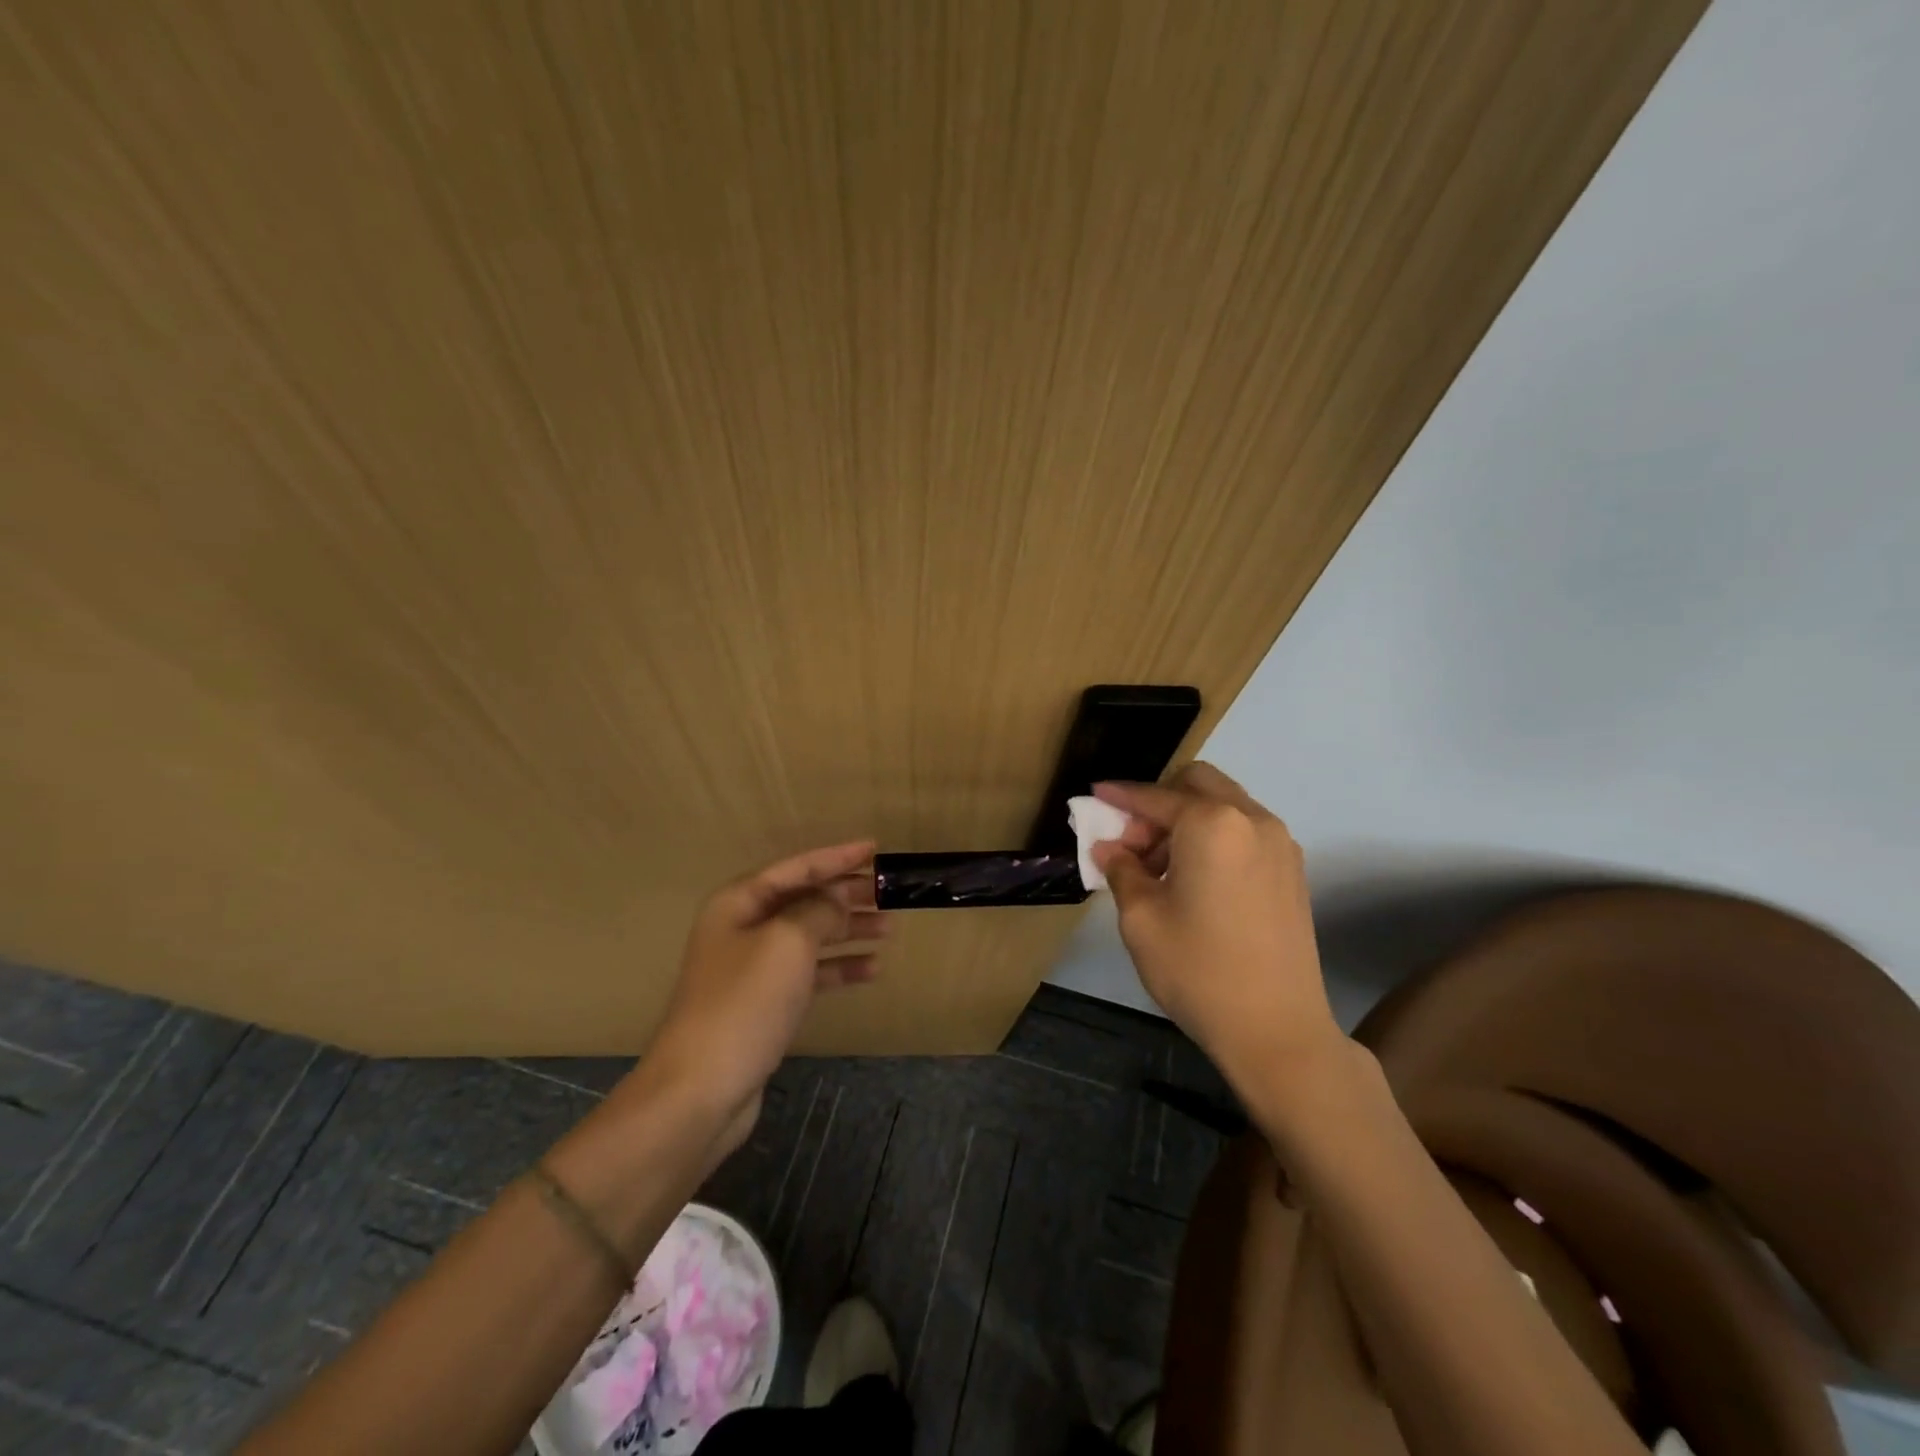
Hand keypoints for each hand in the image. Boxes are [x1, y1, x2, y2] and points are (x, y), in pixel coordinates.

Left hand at [641, 841, 886, 1142]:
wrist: (701, 1090)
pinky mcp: (765, 1004)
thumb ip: (819, 910)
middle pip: (804, 900)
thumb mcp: (788, 942)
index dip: (837, 857)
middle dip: (846, 895)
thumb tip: (839, 897)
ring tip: (889, 929)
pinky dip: (839, 968)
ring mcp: (754, 968)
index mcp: (740, 903)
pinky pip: (809, 973)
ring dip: (848, 930)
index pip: (797, 867)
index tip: (875, 849)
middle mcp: (744, 928)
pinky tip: (872, 970)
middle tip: (889, 895)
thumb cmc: (744, 1003)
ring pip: (810, 936)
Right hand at [1091, 764, 1347, 1105]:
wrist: (1277, 1030)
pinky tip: (1193, 879)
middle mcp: (1252, 819)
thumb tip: (1109, 848)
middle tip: (1131, 840)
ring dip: (1186, 819)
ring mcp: (1279, 843)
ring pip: (1223, 805)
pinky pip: (1244, 831)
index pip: (1155, 797)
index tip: (1095, 796)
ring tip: (1158, 867)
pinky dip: (1213, 837)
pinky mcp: (1292, 870)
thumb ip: (1121, 869)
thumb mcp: (1141, 918)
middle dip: (1158, 802)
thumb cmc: (1198, 969)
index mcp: (1212, 823)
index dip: (1120, 796)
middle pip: (1197, 783)